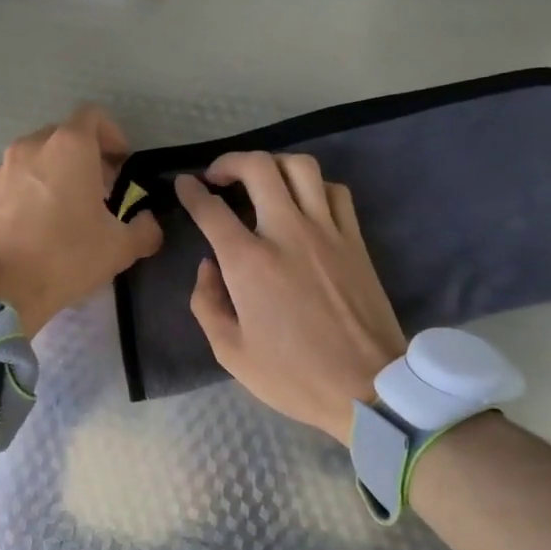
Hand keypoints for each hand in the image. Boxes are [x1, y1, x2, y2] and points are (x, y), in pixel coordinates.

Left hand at [0, 104, 163, 333]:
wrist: (1, 289)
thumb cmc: (66, 258)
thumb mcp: (120, 248)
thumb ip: (145, 229)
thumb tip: (148, 222)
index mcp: (69, 147)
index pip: (93, 116)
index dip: (112, 135)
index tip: (121, 165)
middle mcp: (33, 146)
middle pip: (65, 135)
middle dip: (86, 156)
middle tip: (101, 190)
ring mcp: (3, 167)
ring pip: (38, 156)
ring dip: (57, 171)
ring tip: (68, 208)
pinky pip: (16, 178)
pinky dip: (31, 188)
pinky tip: (38, 223)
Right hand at [177, 153, 406, 443]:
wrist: (367, 387)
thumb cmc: (293, 376)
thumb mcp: (230, 352)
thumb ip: (206, 303)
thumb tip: (208, 266)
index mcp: (249, 263)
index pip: (211, 209)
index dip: (191, 192)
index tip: (183, 184)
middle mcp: (287, 233)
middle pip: (257, 168)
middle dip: (230, 161)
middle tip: (218, 176)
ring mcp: (327, 232)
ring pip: (300, 167)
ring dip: (273, 163)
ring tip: (261, 179)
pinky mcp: (355, 240)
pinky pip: (335, 191)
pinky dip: (314, 186)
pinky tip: (303, 201)